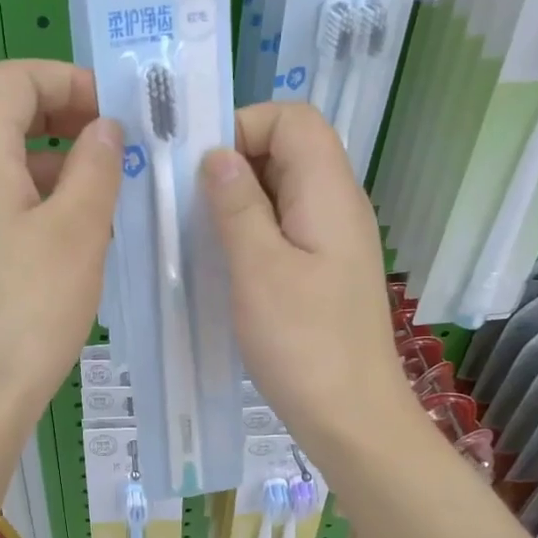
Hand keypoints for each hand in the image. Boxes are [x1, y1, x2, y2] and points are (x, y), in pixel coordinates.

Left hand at [0, 60, 121, 490]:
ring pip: (4, 161)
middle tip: (108, 139)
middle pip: (1, 113)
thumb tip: (104, 128)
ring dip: (54, 160)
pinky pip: (3, 202)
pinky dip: (41, 199)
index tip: (112, 111)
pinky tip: (80, 235)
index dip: (64, 79)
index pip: (11, 78)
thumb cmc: (28, 309)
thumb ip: (95, 167)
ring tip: (106, 191)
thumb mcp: (77, 231)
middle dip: (58, 114)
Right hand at [200, 103, 414, 456]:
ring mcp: (333, 240)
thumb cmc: (303, 344)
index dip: (245, 126)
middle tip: (186, 201)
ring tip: (196, 230)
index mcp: (329, 193)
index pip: (294, 119)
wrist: (351, 418)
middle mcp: (338, 205)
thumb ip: (237, 205)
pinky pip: (285, 226)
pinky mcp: (324, 270)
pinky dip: (251, 229)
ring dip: (238, 199)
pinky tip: (222, 260)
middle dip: (234, 161)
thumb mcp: (259, 269)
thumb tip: (218, 154)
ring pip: (283, 190)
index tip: (200, 168)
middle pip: (289, 149)